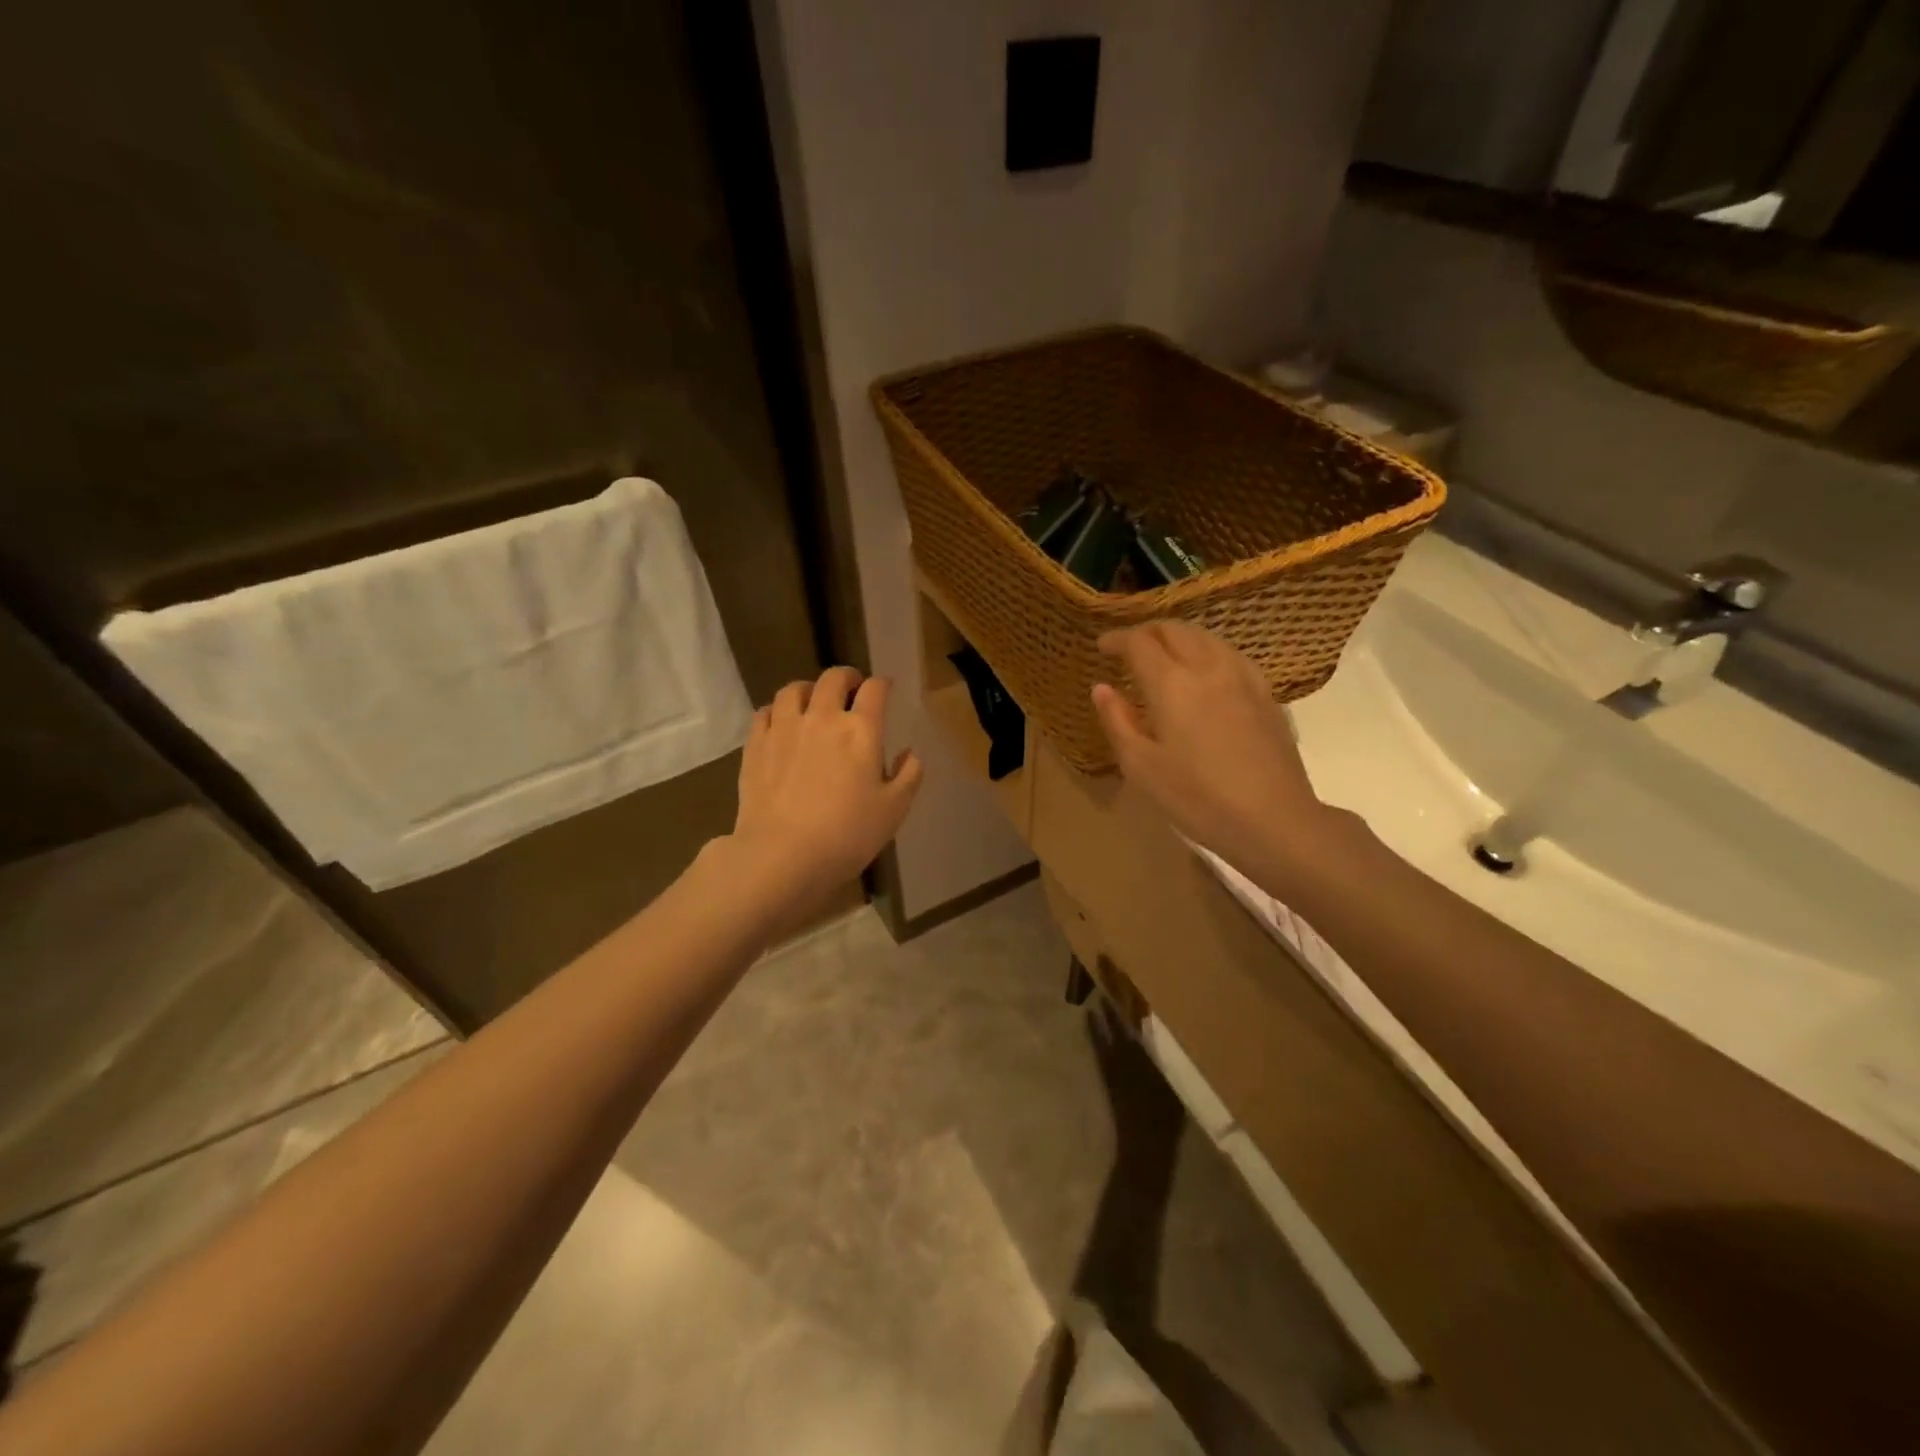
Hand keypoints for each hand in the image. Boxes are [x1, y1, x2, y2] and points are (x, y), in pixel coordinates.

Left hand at [724, 665, 922, 926]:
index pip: (875, 689)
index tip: (885, 689)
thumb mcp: (893, 811)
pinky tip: (780, 723)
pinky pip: (764, 712)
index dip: (882, 684)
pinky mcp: (755, 745)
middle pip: (832, 679)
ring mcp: (784, 728)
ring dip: (808, 689)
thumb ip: (908, 776)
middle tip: (851, 689)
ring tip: (812, 701)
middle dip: (846, 677)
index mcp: (861, 730)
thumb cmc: (847, 835)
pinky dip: (776, 711)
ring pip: (793, 689)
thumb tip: (908, 753)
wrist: (782, 855)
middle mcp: (822, 718)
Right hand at [1090, 622, 1330, 881]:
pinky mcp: (1266, 694)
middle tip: (1129, 648)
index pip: (1139, 643)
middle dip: (1147, 632)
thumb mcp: (1141, 767)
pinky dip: (1207, 652)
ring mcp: (1243, 678)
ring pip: (1206, 637)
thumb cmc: (1197, 798)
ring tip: (1164, 656)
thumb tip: (1102, 688)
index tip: (1102, 646)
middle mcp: (1208, 668)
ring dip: (1179, 638)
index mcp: (1172, 683)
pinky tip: (1205, 674)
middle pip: (1175, 630)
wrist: (1274, 819)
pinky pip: (1231, 655)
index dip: (1116, 639)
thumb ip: (1117, 721)